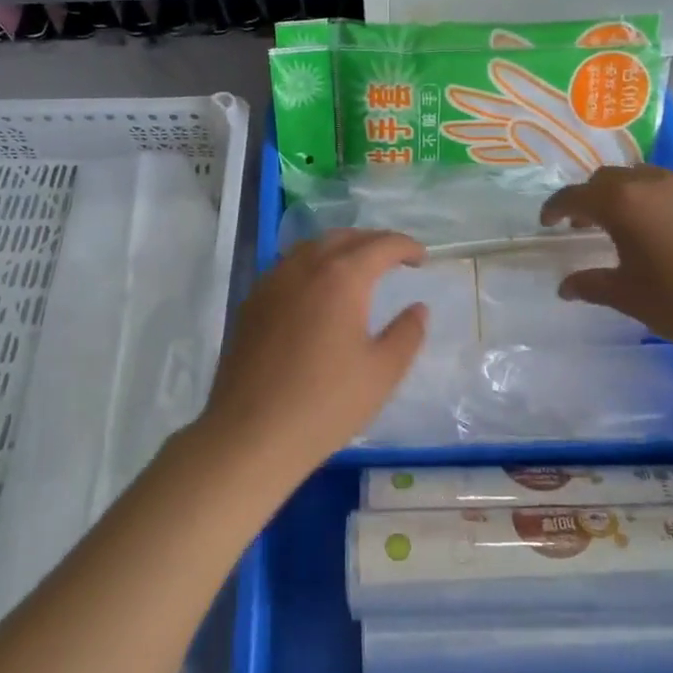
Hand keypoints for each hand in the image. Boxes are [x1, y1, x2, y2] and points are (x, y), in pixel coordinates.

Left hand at [192, 230, 428, 482]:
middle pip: (342, 238)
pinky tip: (317, 292)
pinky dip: (311, 266)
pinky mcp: (250, 304)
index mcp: (341, 278)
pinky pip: (286, 268)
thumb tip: (417, 309)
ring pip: (309, 248)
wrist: (251, 434)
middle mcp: (303, 268)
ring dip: (339, 249)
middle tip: (394, 259)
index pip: (380, 246)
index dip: (406, 247)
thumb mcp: (382, 372)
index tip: (422, 258)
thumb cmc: (326, 404)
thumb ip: (406, 333)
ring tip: (357, 269)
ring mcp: (271, 283)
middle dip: (372, 242)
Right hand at [540, 166, 672, 351]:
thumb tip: (566, 287)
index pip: (575, 196)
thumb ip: (592, 286)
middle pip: (609, 178)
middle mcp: (653, 184)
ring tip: (631, 223)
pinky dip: (664, 201)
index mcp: (622, 204)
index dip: (555, 208)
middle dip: (591, 197)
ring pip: (646, 177)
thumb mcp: (628, 297)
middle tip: (586, 224)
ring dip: (628, 195)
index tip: (548, 223)